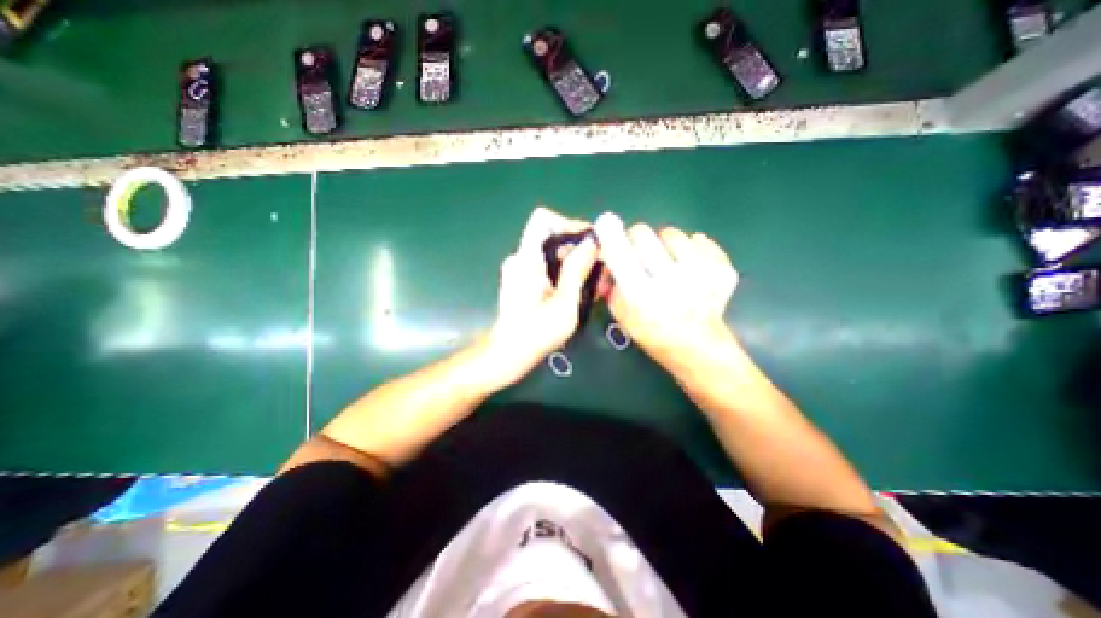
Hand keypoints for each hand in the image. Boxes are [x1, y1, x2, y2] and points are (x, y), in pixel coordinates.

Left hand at [484, 208, 598, 385]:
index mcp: (527, 259)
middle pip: (551, 237)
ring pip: (551, 253)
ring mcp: (520, 269)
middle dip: (578, 247)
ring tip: (593, 282)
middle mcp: (520, 258)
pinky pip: (546, 265)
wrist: (509, 353)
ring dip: (574, 262)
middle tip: (599, 266)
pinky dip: (563, 272)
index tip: (590, 241)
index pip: (543, 219)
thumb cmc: (536, 333)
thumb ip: (577, 270)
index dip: (568, 224)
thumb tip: (591, 243)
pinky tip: (577, 290)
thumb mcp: (564, 303)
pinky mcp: (522, 280)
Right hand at [593, 212, 739, 372]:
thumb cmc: (653, 333)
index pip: (620, 254)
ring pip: (673, 233)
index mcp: (640, 295)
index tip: (605, 221)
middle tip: (639, 251)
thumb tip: (607, 258)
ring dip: (664, 243)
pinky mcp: (722, 271)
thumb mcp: (621, 314)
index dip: (610, 235)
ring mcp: (700, 274)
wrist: (697, 348)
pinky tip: (691, 266)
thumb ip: (611, 285)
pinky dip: (694, 249)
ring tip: (667, 260)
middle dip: (636, 238)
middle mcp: (670, 281)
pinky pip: (701, 241)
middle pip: (643, 233)